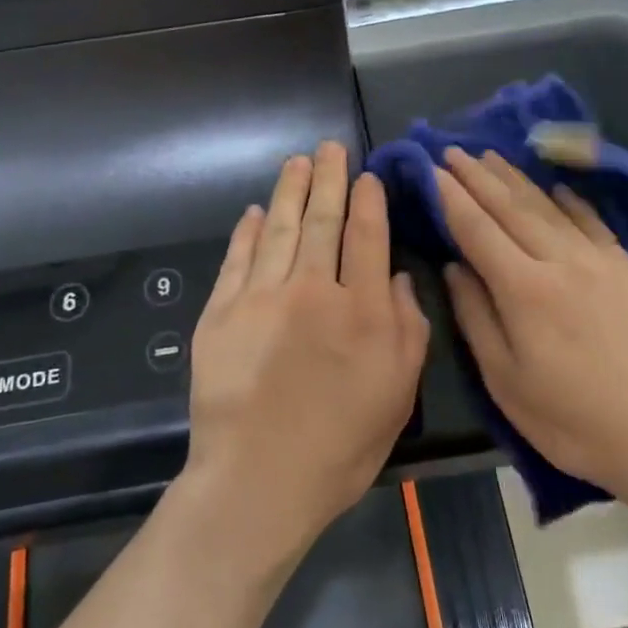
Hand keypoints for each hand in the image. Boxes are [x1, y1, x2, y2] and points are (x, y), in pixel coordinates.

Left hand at [186, 142, 430, 554]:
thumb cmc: (340, 445)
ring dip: (289, 192)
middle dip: (328, 180)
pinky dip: (247, 231)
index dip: (368, 201)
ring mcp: (260, 297)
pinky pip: (237, 258)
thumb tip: (394, 277)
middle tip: (329, 148)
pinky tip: (254, 212)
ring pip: (280, 229)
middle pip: (322, 221)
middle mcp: (311, 290)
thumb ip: (407, 328)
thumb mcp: (397, 394)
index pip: (366, 237)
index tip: (367, 176)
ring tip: (297, 162)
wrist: (257, 480)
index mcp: (360, 309)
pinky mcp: (221, 312)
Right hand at [435, 149, 627, 498]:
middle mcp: (560, 261)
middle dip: (477, 177)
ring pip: (549, 207)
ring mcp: (599, 261)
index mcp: (523, 290)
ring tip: (491, 156)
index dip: (451, 197)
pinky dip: (570, 200)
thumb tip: (455, 266)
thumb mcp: (507, 381)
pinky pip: (593, 222)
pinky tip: (555, 188)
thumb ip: (477, 318)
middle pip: (510, 208)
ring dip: (516, 179)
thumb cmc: (572, 420)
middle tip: (453, 150)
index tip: (432, 170)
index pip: (477, 229)